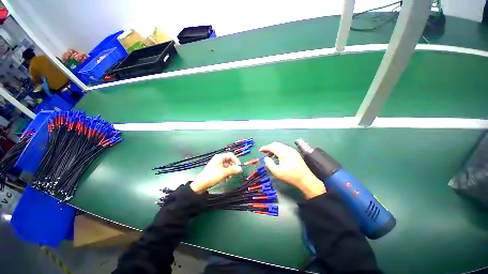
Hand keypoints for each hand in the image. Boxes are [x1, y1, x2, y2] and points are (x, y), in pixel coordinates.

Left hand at [190, 152, 242, 193]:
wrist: (200, 184)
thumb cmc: (212, 176)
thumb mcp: (223, 173)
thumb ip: (233, 170)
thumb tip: (240, 169)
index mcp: (219, 157)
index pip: (231, 155)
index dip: (236, 160)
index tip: (239, 166)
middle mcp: (218, 159)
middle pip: (229, 160)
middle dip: (233, 165)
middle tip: (236, 172)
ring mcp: (217, 164)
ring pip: (227, 165)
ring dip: (230, 170)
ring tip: (231, 176)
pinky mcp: (216, 169)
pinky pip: (224, 168)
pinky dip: (227, 172)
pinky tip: (227, 178)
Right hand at [259, 142, 325, 198]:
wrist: (306, 179)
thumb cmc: (291, 176)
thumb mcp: (277, 172)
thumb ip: (269, 164)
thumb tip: (265, 158)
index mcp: (284, 153)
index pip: (272, 147)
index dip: (265, 148)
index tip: (260, 150)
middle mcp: (288, 149)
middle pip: (276, 144)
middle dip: (269, 147)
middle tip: (264, 152)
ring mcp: (292, 150)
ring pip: (280, 145)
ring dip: (274, 148)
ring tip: (270, 155)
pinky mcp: (295, 153)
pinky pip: (284, 148)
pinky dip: (279, 150)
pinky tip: (278, 157)